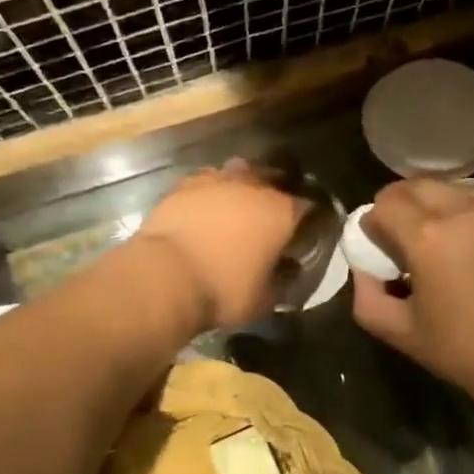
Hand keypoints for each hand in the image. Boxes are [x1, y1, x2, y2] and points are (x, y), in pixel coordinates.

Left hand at [133, 161, 305, 329]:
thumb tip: (287, 271)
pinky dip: (209, 193)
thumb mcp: (263, 300)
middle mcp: (253, 186)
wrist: (164, 277)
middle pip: (273, 180)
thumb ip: (282, 281)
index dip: (309, 220)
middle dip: (275, 195)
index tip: (305, 233)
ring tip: (235, 207)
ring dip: (241, 187)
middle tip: (269, 218)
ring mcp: (216, 179)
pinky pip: (205, 181)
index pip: (308, 207)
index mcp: (280, 211)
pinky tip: (204, 208)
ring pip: (238, 173)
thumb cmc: (222, 290)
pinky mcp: (184, 184)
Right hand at [352, 179, 473, 438]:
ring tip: (437, 240)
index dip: (372, 225)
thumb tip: (364, 269)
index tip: (377, 248)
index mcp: (427, 236)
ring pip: (450, 188)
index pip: (383, 205)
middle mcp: (462, 209)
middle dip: (398, 206)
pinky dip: (465, 212)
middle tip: (400, 238)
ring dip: (432, 205)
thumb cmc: (469, 353)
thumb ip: (368, 297)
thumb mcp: (402, 334)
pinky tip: (471, 245)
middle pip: (414, 186)